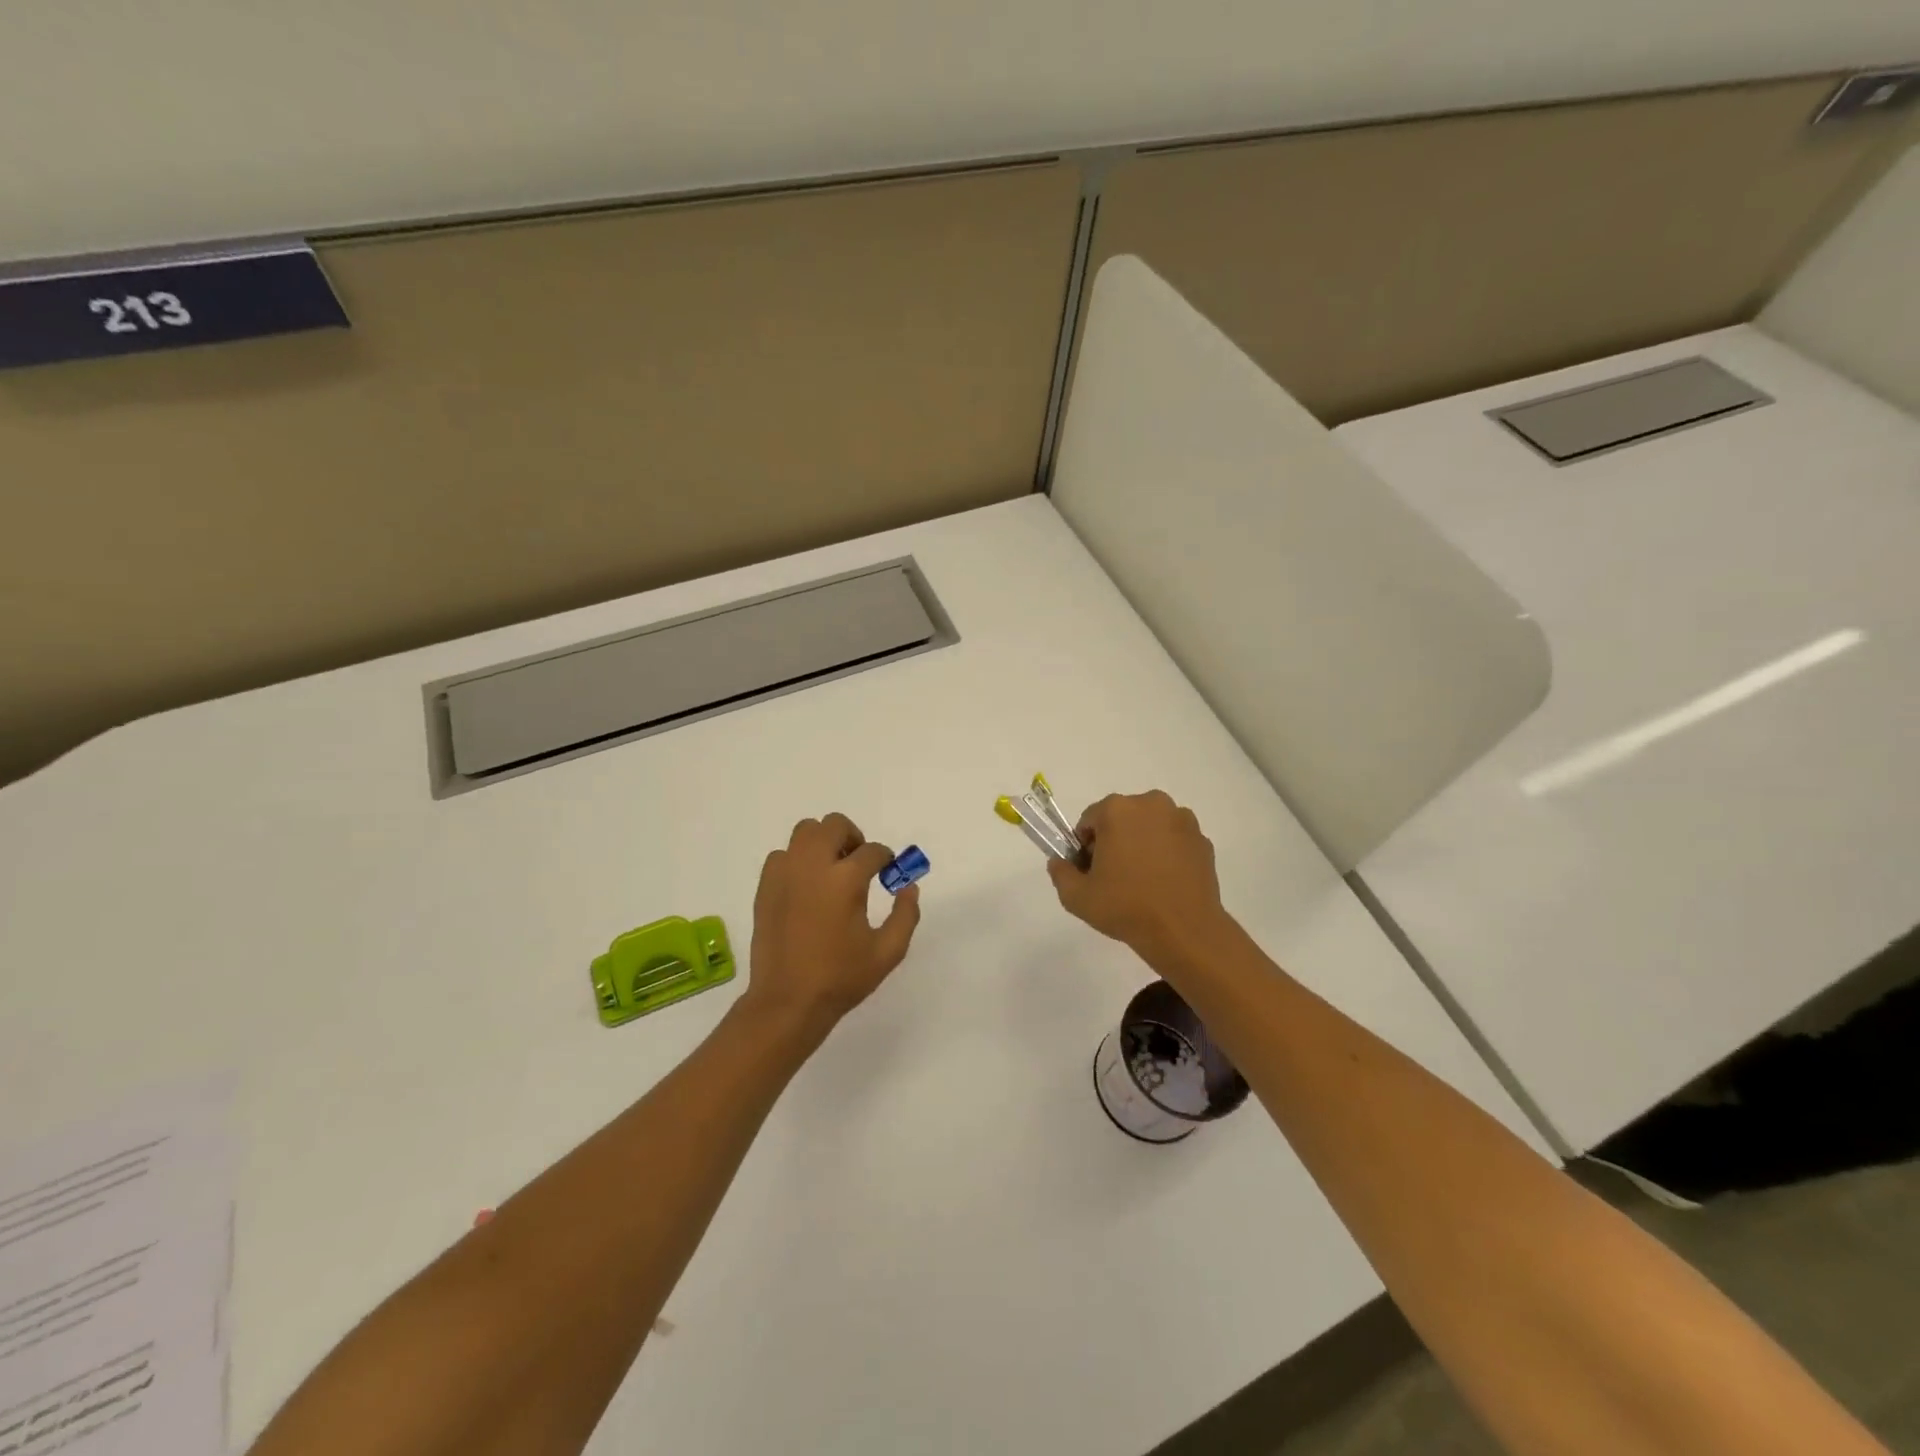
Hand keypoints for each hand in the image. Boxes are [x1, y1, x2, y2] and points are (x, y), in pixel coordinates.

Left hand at [744, 812, 921, 1041]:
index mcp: (845, 880)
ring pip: (805, 832)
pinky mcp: (765, 887)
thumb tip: (908, 887)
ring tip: (832, 871)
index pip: (873, 851)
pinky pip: (783, 855)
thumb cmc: (841, 978)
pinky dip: (797, 860)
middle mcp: (813, 866)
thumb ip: (906, 914)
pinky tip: (806, 886)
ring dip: (823, 842)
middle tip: (860, 864)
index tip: (888, 874)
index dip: (886, 860)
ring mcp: (785, 874)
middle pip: (834, 825)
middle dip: (853, 839)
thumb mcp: (888, 952)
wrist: (787, 1001)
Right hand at [1047, 791, 1228, 961]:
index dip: (1085, 846)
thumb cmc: (1126, 907)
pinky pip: (1174, 840)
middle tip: (1115, 876)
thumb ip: (1060, 873)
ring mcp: (1181, 820)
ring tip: (1143, 880)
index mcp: (1117, 810)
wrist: (1184, 931)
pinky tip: (1165, 882)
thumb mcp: (1077, 896)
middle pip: (1122, 818)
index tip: (1091, 871)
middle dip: (1115, 840)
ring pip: (1150, 826)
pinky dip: (1167, 853)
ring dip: (1142, 843)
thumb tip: (1060, 862)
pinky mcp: (1202, 840)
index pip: (1090, 820)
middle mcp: (1151, 804)